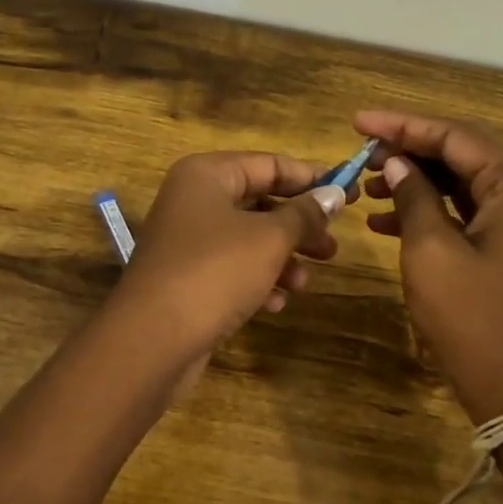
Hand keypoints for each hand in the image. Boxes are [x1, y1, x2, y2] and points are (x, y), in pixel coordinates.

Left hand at [110, 151, 344, 361]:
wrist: (153, 339)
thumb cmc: (215, 271)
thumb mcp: (270, 238)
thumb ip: (304, 214)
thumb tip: (335, 194)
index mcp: (207, 175)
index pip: (269, 164)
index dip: (311, 178)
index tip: (349, 192)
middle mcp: (193, 200)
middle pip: (260, 203)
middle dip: (299, 226)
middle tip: (332, 247)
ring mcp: (187, 241)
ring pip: (248, 240)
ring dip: (282, 259)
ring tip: (306, 282)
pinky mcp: (187, 278)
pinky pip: (232, 269)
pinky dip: (257, 281)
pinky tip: (276, 303)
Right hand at [355, 110, 502, 425]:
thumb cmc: (472, 318)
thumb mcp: (431, 252)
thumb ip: (415, 197)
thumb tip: (398, 163)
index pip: (454, 136)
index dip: (402, 126)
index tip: (357, 122)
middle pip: (459, 154)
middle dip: (408, 151)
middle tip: (361, 155)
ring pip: (459, 183)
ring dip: (414, 181)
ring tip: (368, 188)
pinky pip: (462, 213)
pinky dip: (426, 211)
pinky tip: (384, 221)